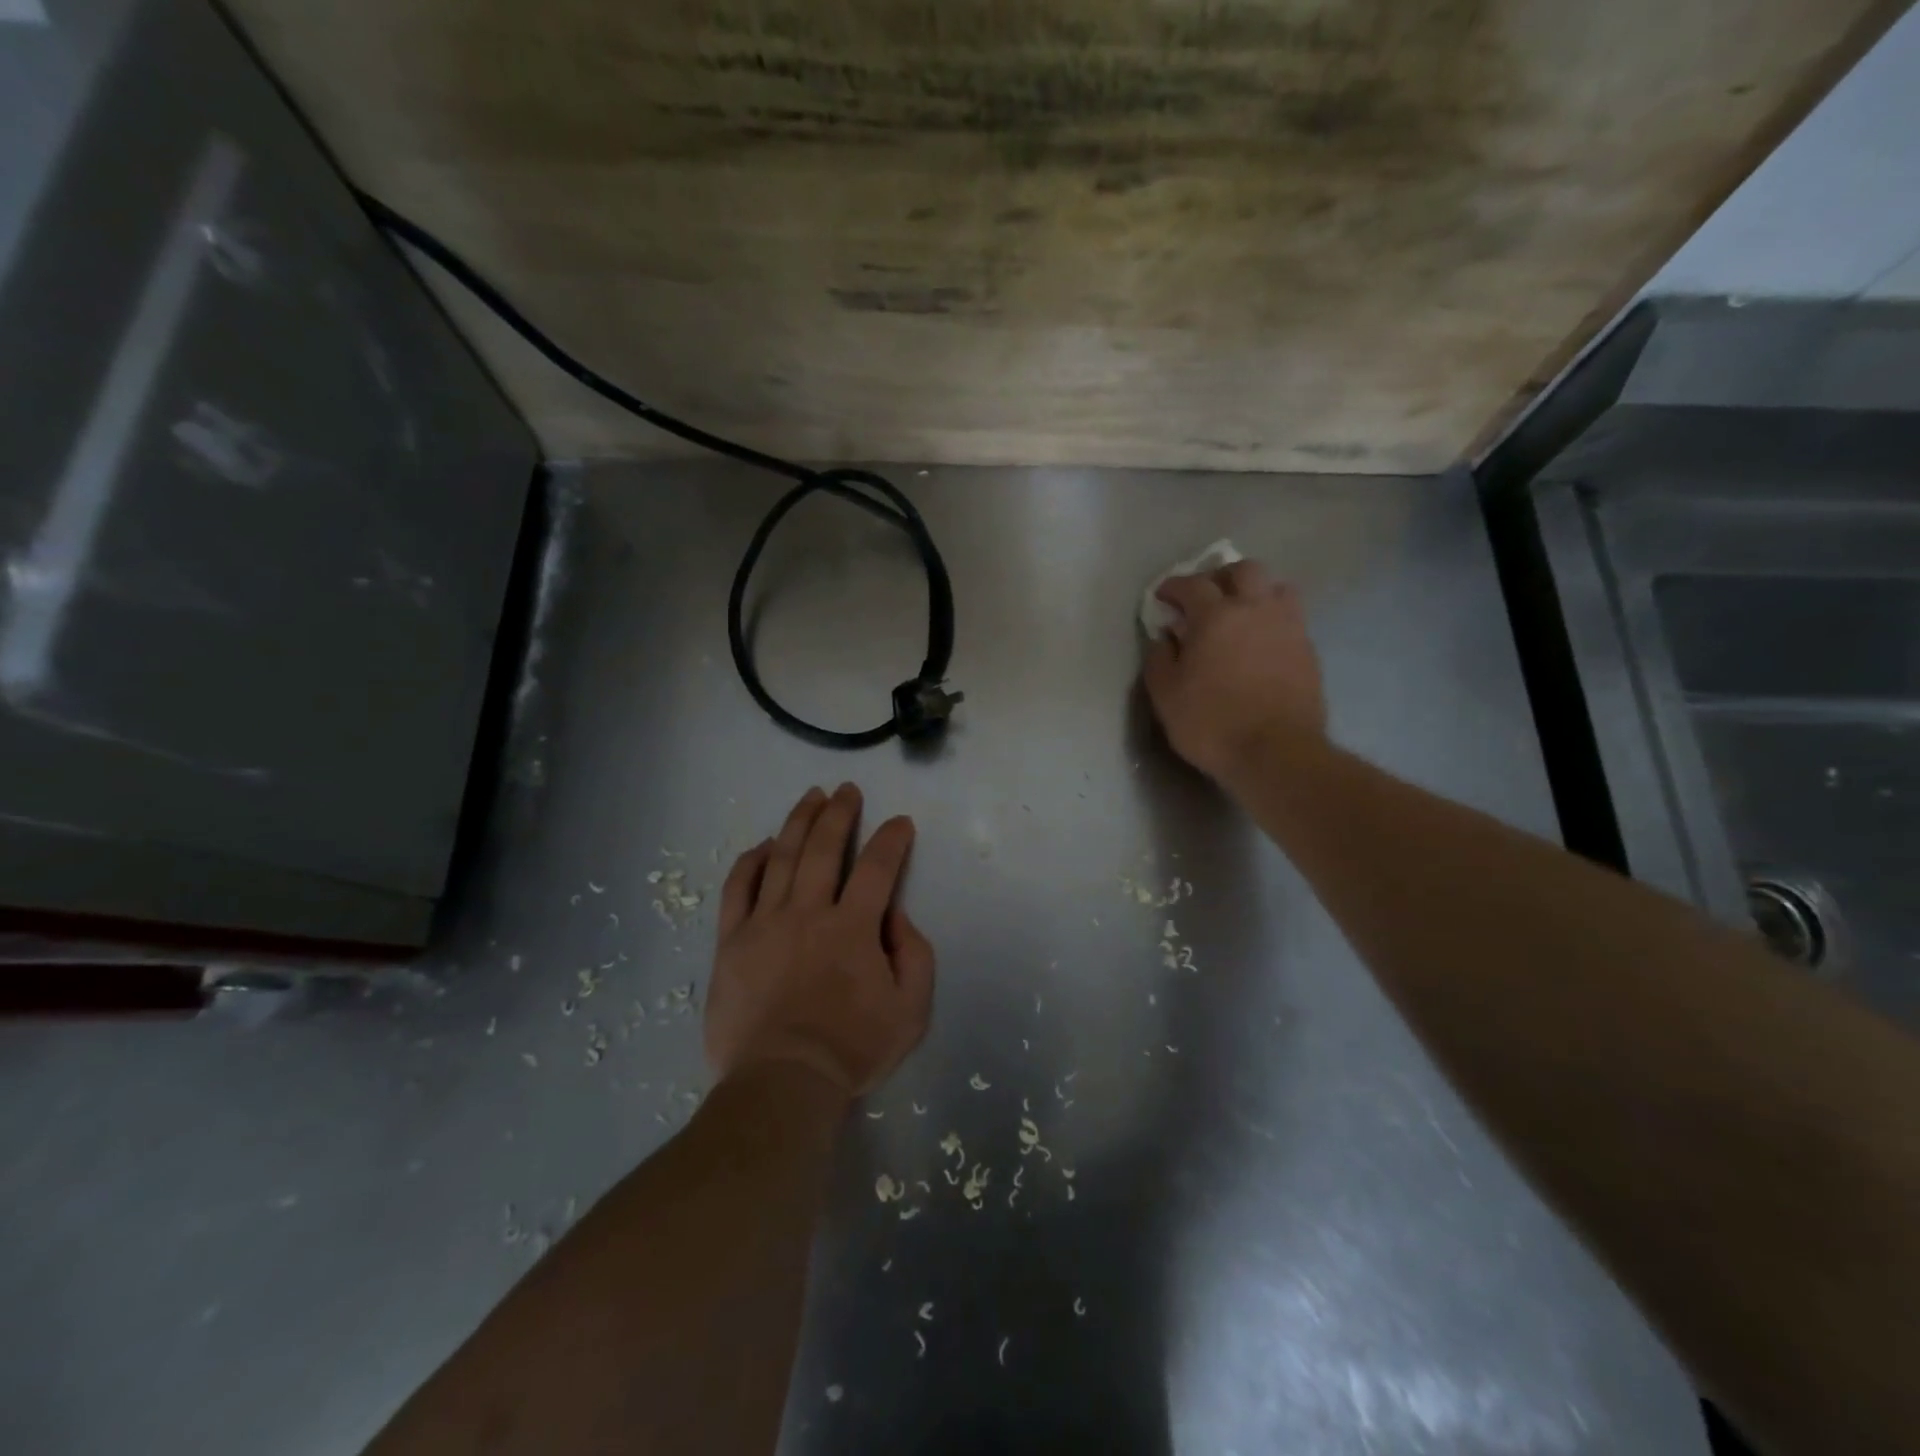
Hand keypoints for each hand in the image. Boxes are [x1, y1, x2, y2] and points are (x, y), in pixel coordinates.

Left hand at [705, 784, 934, 1101]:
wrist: (782, 1082)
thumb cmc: (852, 1049)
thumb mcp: (911, 1010)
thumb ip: (914, 954)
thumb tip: (894, 914)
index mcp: (854, 928)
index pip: (877, 867)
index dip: (892, 839)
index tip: (900, 822)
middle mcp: (809, 912)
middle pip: (824, 848)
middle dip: (840, 813)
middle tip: (847, 790)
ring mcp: (765, 923)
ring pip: (782, 857)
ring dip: (799, 822)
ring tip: (811, 797)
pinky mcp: (732, 941)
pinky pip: (738, 889)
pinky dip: (751, 861)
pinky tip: (763, 844)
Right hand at [1142, 559, 1326, 784]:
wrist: (1276, 753)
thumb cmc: (1211, 723)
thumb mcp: (1166, 695)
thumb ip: (1159, 659)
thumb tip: (1165, 637)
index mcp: (1216, 616)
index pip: (1192, 584)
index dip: (1174, 586)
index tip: (1163, 596)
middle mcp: (1256, 609)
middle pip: (1244, 570)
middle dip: (1221, 576)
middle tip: (1206, 596)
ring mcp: (1289, 627)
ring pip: (1276, 587)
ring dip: (1255, 592)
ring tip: (1242, 613)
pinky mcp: (1308, 650)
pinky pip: (1291, 618)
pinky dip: (1272, 619)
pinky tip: (1261, 642)